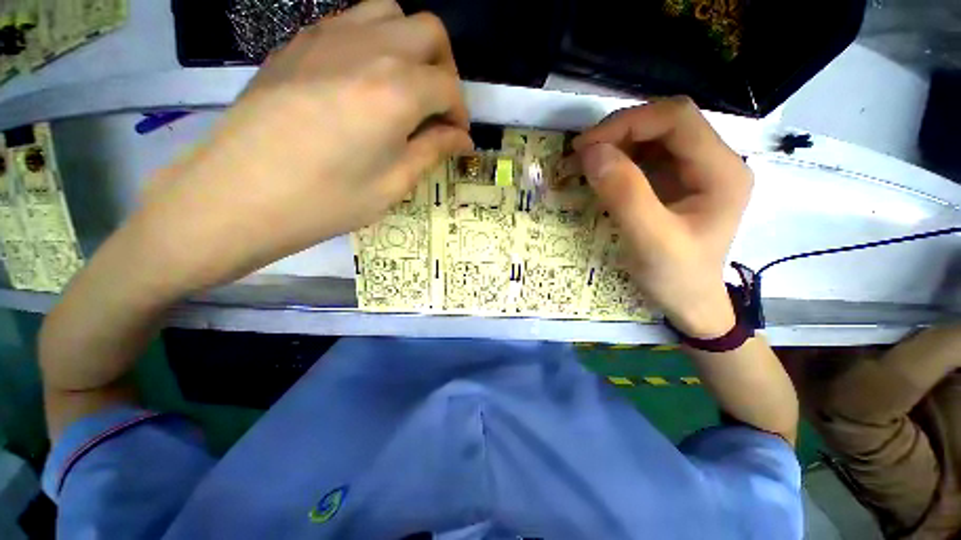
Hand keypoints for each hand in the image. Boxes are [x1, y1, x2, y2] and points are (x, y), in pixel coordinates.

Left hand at [135, 0, 471, 296]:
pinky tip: (365, 80)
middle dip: (444, 69)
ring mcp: (329, 36)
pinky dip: (375, 43)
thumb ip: (432, 151)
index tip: (457, 138)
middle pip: (429, 32)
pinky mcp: (300, 41)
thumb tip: (461, 139)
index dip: (460, 114)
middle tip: (437, 108)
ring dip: (411, 48)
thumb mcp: (393, 184)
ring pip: (391, 14)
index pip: (449, 87)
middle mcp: (369, 48)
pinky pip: (352, 22)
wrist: (239, 194)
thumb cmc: (327, 200)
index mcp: (397, 91)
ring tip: (405, 89)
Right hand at [574, 97, 751, 337]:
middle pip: (666, 122)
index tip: (586, 147)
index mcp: (721, 171)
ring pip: (653, 136)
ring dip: (616, 143)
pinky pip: (646, 157)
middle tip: (581, 155)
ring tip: (585, 163)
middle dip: (619, 131)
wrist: (689, 303)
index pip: (677, 118)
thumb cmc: (676, 278)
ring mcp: (695, 171)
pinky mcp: (677, 182)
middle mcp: (714, 161)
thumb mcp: (650, 241)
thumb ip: (624, 195)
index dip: (628, 123)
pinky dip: (618, 159)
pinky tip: (601, 173)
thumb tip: (591, 153)